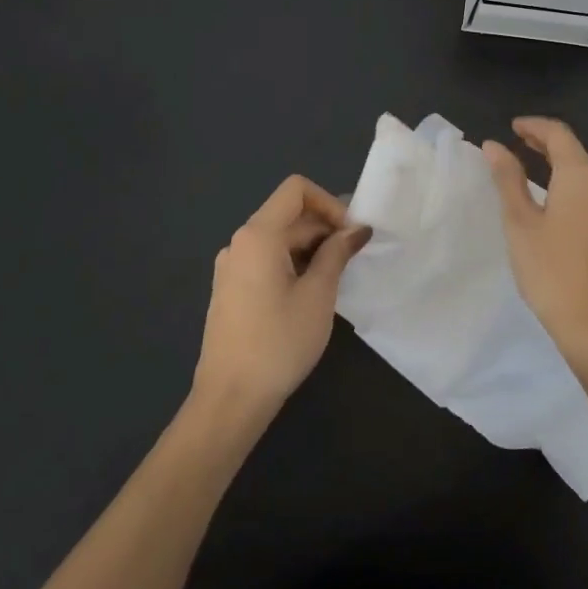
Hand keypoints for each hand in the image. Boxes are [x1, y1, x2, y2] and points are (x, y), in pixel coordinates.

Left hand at [194, 176, 370, 414]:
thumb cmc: (279, 342)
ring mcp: (231, 267)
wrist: (230, 399)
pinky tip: (311, 294)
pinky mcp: (231, 289)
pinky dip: (294, 264)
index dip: (329, 203)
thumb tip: (357, 229)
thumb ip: (337, 253)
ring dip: (312, 249)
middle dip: (325, 228)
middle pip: (289, 215)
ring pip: (279, 239)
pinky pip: (267, 260)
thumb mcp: (318, 294)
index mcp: (257, 235)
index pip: (296, 190)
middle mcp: (239, 243)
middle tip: (354, 259)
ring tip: (337, 279)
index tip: (350, 235)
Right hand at [483, 117, 587, 370]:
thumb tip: (493, 145)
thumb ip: (508, 179)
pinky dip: (571, 188)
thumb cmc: (552, 270)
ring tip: (531, 171)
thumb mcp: (520, 223)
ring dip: (559, 167)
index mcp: (582, 176)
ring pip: (586, 175)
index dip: (534, 126)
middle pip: (575, 152)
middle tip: (517, 143)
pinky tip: (555, 205)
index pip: (559, 134)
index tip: (511, 127)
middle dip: (545, 144)